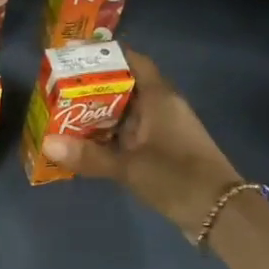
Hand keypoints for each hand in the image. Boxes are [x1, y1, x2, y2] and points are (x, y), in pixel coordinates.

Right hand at [41, 48, 244, 235]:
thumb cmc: (177, 178)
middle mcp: (163, 107)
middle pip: (126, 86)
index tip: (76, 55)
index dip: (106, 54)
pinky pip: (133, 134)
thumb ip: (89, 156)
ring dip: (101, 114)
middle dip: (94, 87)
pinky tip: (88, 144)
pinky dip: (112, 135)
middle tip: (59, 89)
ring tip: (64, 114)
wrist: (222, 214)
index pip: (133, 61)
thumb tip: (46, 143)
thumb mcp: (129, 167)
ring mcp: (166, 130)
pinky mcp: (166, 151)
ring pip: (128, 113)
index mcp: (159, 97)